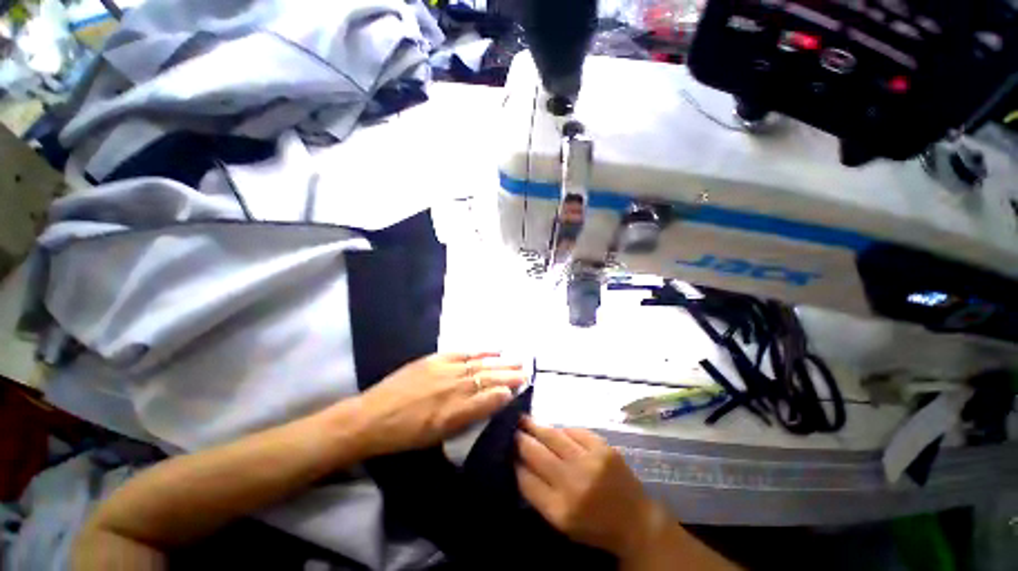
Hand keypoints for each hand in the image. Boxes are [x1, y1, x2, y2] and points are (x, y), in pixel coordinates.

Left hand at [355, 352, 525, 456]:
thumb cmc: (405, 435)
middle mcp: (454, 388)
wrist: (371, 417)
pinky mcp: (436, 359)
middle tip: (526, 371)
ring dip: (500, 362)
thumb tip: (493, 401)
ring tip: (516, 359)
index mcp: (455, 412)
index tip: (520, 387)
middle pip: (488, 379)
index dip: (506, 392)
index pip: (489, 399)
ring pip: (480, 365)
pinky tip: (493, 349)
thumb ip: (468, 417)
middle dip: (509, 375)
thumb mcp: (438, 435)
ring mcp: (445, 370)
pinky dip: (481, 351)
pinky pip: (464, 353)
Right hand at [515, 417, 661, 558]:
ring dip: (536, 427)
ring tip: (524, 419)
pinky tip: (555, 429)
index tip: (507, 451)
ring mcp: (589, 461)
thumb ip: (539, 495)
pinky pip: (574, 431)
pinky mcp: (603, 447)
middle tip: (512, 428)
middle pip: (537, 453)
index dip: (514, 463)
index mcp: (561, 509)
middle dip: (521, 439)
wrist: (637, 521)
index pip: (526, 480)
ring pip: (553, 436)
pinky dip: (561, 429)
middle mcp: (573, 483)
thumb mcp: (563, 523)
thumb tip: (519, 465)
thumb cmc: (595, 526)